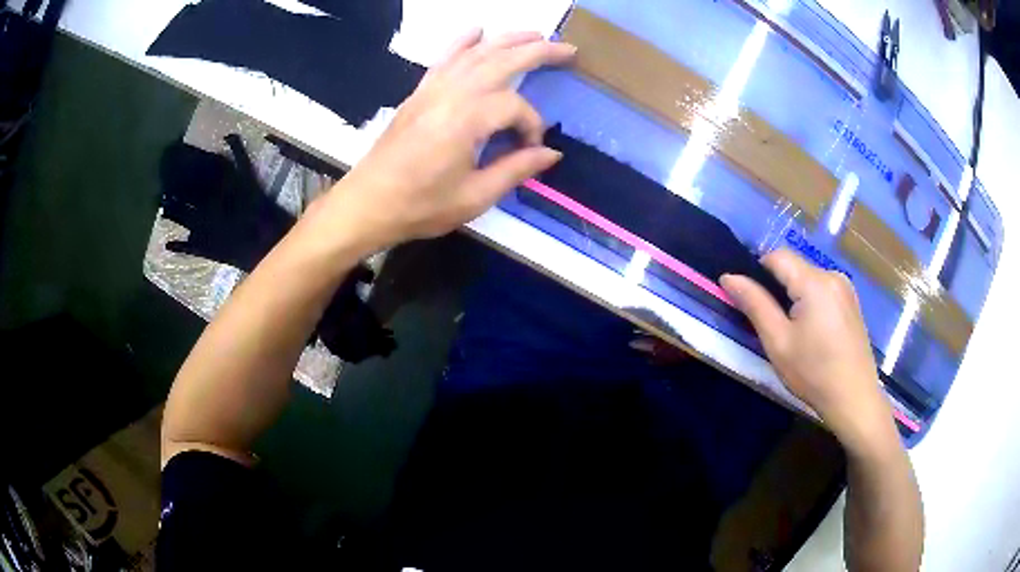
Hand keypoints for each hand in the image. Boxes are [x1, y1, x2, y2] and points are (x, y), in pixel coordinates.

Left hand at [325, 29, 575, 250]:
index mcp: (467, 120)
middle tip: (568, 49)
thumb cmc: (421, 205)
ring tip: (535, 35)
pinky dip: (462, 42)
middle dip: (538, 52)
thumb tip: (551, 154)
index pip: (514, 108)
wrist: (368, 203)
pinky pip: (445, 58)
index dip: (531, 126)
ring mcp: (432, 89)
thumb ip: (515, 170)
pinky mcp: (419, 92)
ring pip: (476, 53)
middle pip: (501, 61)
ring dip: (507, 40)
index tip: (531, 149)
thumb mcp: (474, 197)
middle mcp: (451, 94)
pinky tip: (477, 31)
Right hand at [720, 250, 895, 453]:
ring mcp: (846, 288)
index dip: (757, 272)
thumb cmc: (813, 373)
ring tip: (794, 332)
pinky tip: (813, 333)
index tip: (750, 301)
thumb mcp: (778, 342)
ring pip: (808, 278)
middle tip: (772, 325)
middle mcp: (832, 275)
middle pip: (794, 267)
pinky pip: (823, 289)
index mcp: (815, 282)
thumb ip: (754, 304)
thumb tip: (729, 277)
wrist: (854, 399)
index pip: (777, 256)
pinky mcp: (852, 301)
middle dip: (777, 287)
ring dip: (794, 295)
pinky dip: (810, 302)